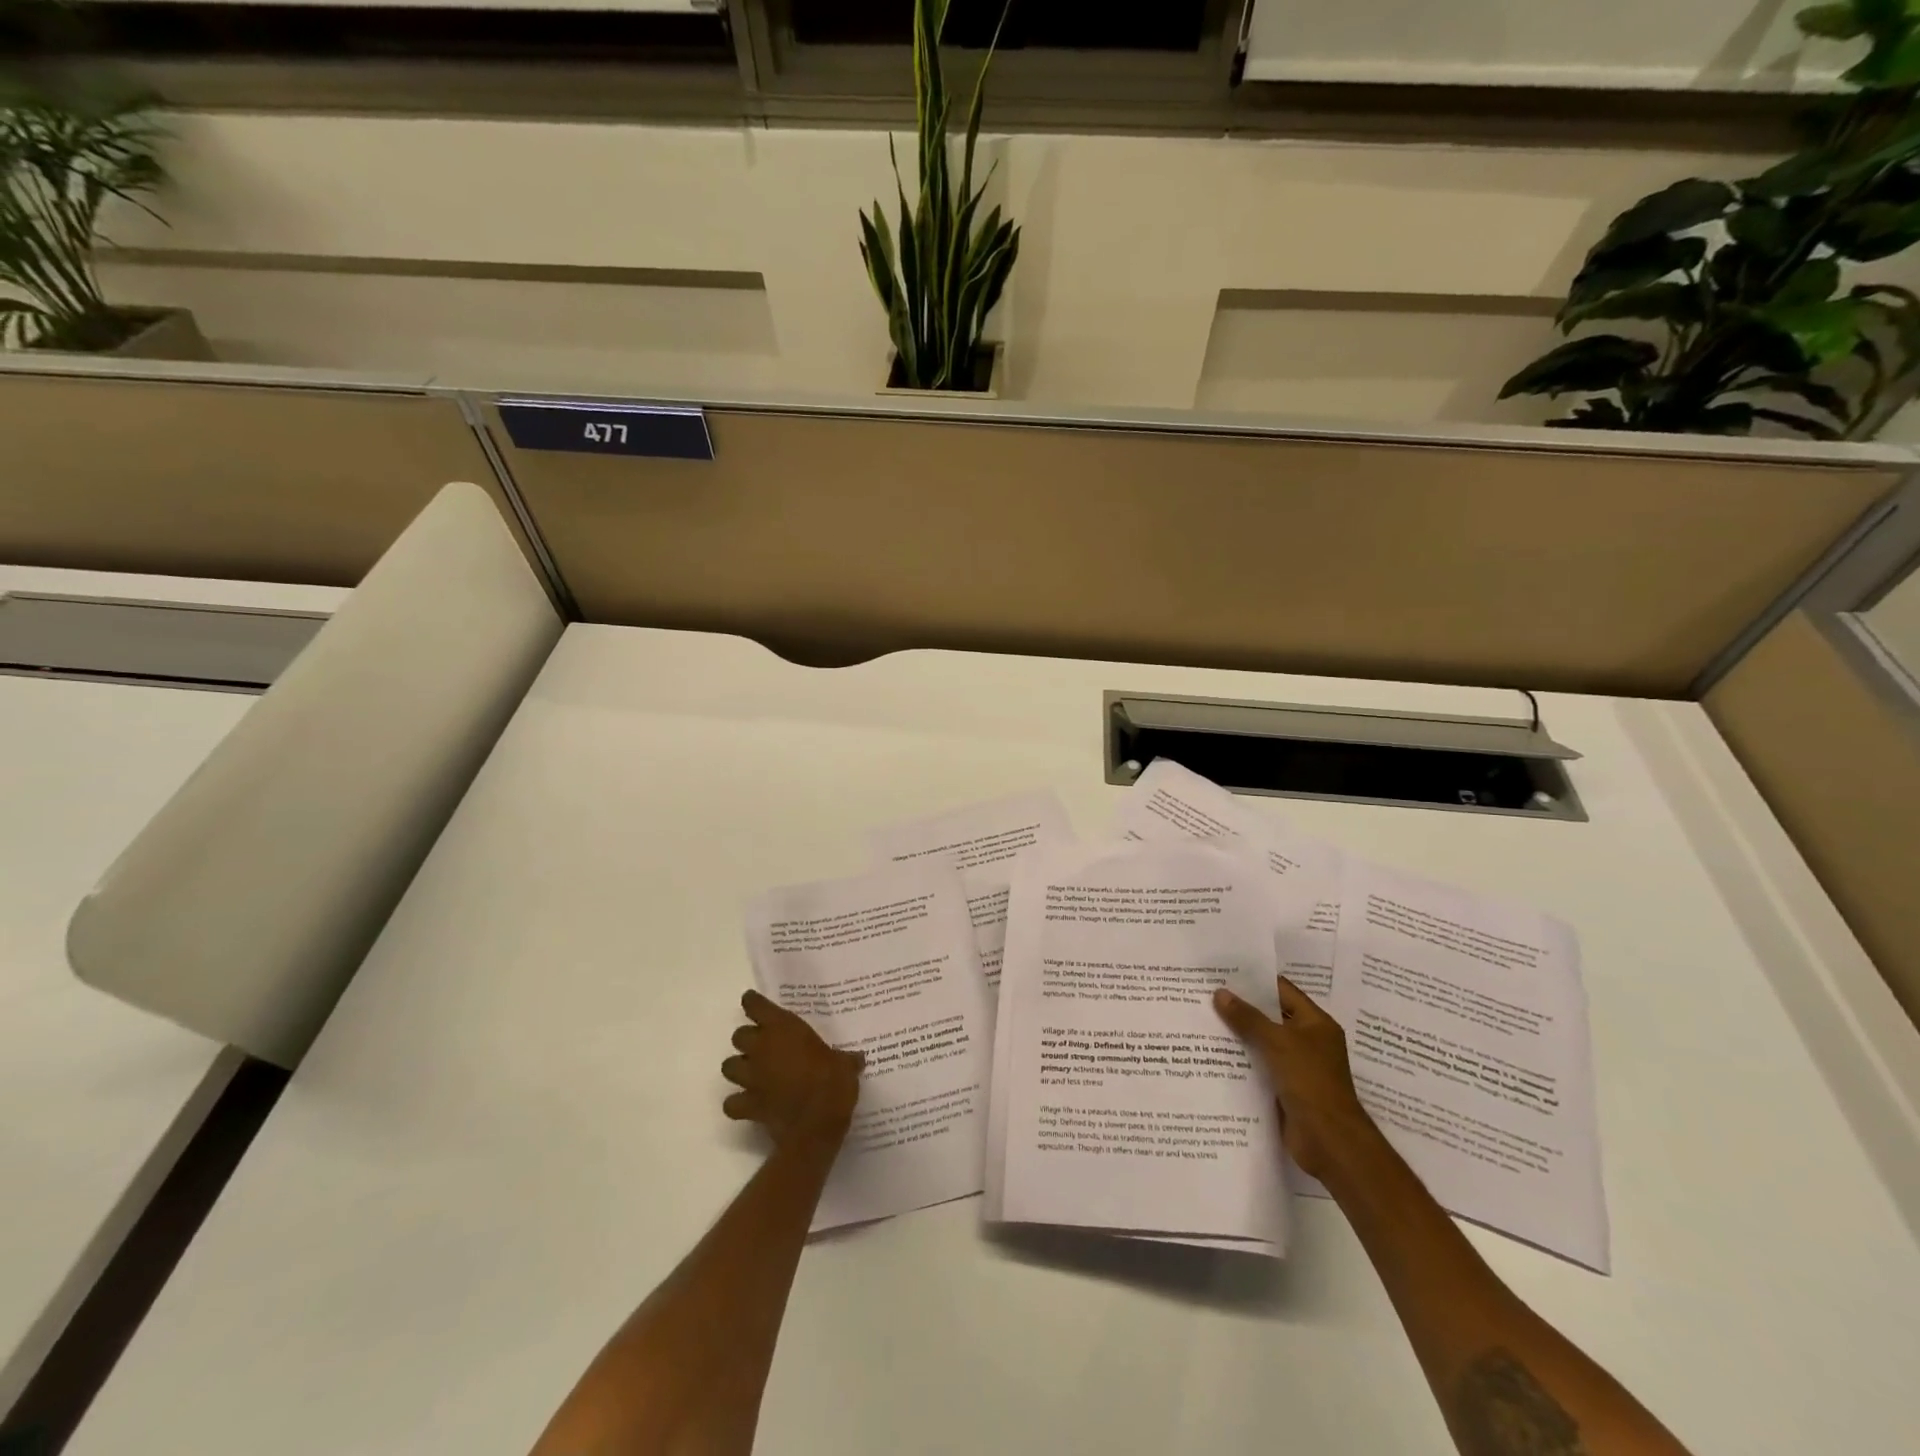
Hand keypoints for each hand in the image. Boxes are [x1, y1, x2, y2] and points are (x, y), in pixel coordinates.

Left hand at [721, 990, 862, 1151]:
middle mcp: (762, 1048)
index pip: (756, 1005)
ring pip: (728, 1066)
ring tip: (753, 1073)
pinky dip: (737, 1103)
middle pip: (739, 1036)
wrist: (816, 1124)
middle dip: (748, 1040)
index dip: (753, 1004)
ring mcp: (751, 1077)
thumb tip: (857, 1059)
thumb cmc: (832, 1083)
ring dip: (739, 1068)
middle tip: (764, 1047)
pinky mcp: (748, 1104)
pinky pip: (731, 1103)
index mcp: (783, 1028)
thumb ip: (845, 1059)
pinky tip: (749, 1104)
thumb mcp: (845, 1065)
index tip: (755, 1004)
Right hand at [1213, 976, 1374, 1180]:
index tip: (1223, 972)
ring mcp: (1298, 1066)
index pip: (1283, 991)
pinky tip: (1213, 1054)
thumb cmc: (1310, 1081)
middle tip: (1206, 994)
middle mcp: (1308, 1041)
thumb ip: (1248, 1018)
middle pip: (1271, 1016)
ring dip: (1239, 1035)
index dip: (1255, 981)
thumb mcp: (1277, 1042)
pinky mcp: (1286, 1089)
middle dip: (1242, 1008)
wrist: (1329, 1141)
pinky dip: (1242, 1060)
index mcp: (1316, 1023)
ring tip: (1204, 1020)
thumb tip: (1220, 993)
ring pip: (1263, 1043)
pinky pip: (1260, 1067)